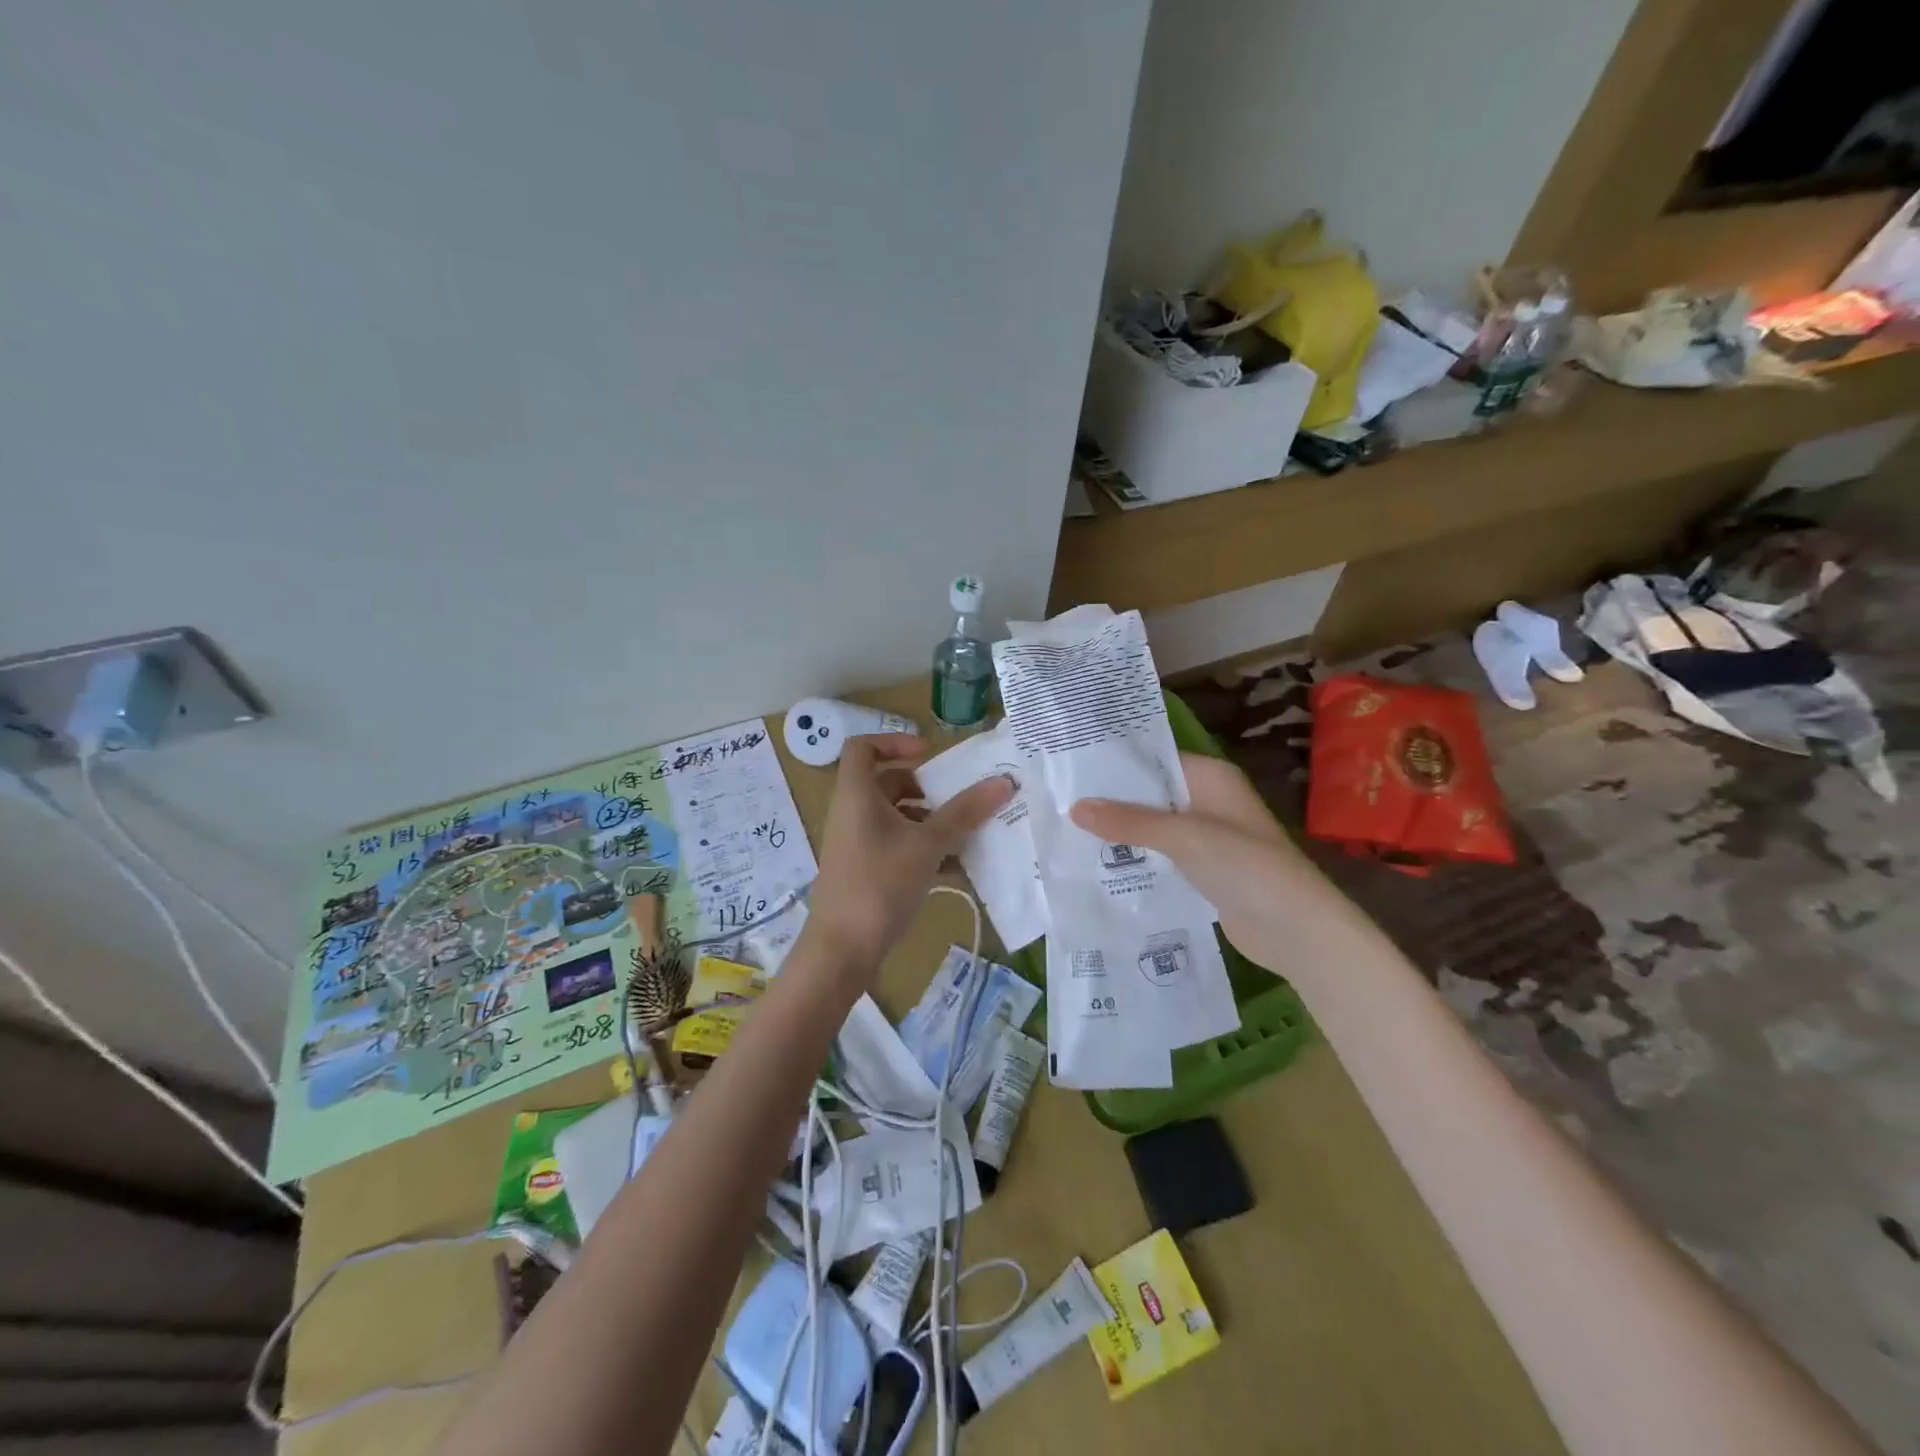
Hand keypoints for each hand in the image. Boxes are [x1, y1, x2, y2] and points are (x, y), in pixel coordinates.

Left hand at [804, 734, 1011, 975]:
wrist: (842, 950)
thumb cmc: (880, 884)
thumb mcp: (927, 845)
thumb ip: (965, 812)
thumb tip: (1003, 781)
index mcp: (857, 795)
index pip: (862, 747)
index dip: (894, 741)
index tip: (930, 754)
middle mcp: (852, 813)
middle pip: (887, 783)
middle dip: (926, 788)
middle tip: (959, 796)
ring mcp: (857, 843)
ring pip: (896, 818)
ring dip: (931, 822)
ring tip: (968, 834)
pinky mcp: (865, 870)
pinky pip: (897, 846)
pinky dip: (924, 849)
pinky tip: (957, 869)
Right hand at [1069, 752, 1317, 976]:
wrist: (1297, 931)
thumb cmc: (1246, 867)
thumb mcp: (1184, 837)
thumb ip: (1130, 822)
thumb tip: (1075, 807)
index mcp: (1210, 778)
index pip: (1154, 759)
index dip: (1115, 763)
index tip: (1069, 765)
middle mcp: (1207, 801)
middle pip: (1150, 794)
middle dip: (1110, 801)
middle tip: (1058, 800)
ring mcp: (1206, 838)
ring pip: (1152, 828)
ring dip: (1119, 833)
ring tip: (1066, 829)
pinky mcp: (1202, 871)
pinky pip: (1160, 857)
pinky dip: (1135, 859)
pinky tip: (1096, 864)